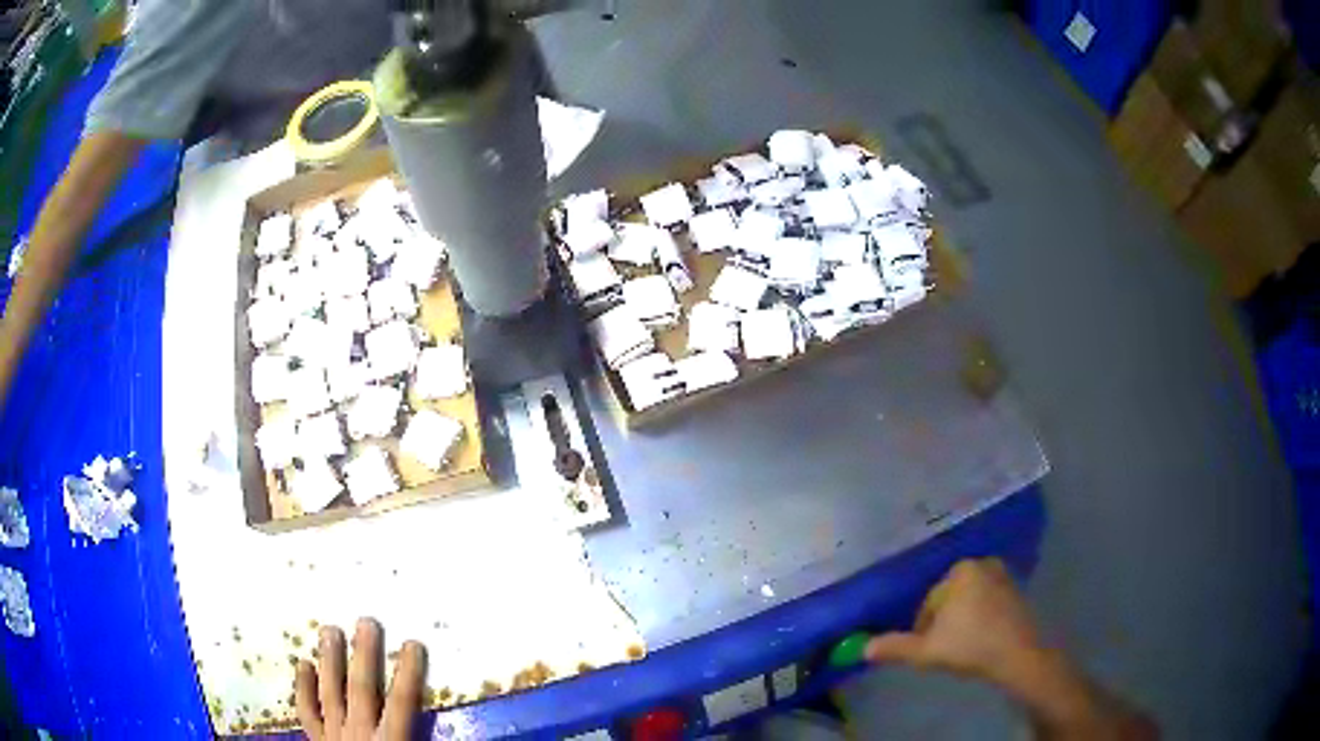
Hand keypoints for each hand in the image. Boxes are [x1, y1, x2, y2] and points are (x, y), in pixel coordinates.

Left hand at [295, 618, 426, 740]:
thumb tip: (457, 738)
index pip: (401, 704)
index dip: (408, 674)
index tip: (414, 643)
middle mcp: (359, 734)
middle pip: (361, 690)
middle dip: (364, 656)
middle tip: (365, 621)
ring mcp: (333, 736)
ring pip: (330, 693)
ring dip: (330, 661)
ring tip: (328, 629)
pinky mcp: (317, 740)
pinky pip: (306, 711)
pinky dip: (303, 688)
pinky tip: (302, 664)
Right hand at [866, 557, 1043, 688]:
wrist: (1017, 655)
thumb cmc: (970, 646)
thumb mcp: (925, 651)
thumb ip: (894, 647)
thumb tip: (864, 647)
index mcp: (960, 571)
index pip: (929, 602)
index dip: (922, 628)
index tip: (926, 648)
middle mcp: (982, 564)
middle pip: (949, 598)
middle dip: (943, 622)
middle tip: (943, 648)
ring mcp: (1003, 576)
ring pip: (969, 601)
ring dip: (961, 620)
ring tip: (961, 646)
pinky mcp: (1017, 591)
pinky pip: (987, 603)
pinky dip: (980, 618)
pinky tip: (979, 640)